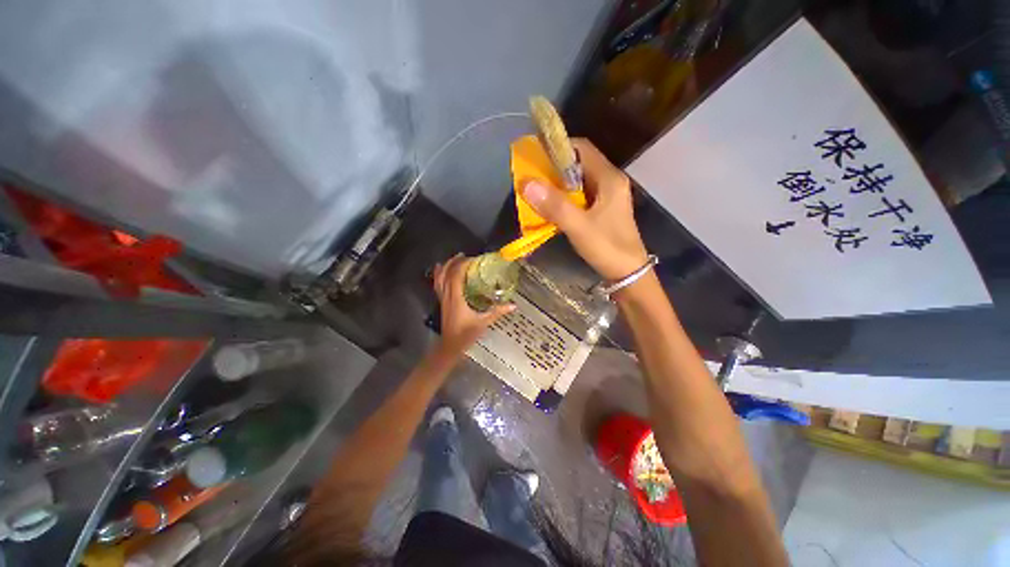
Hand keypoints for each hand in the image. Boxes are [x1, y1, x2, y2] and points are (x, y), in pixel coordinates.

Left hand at [433, 254, 513, 352]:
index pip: (456, 275)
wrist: (450, 346)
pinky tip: (440, 270)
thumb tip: (514, 305)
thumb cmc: (466, 334)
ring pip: (439, 278)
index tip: (474, 259)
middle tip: (464, 255)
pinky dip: (439, 275)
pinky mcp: (442, 302)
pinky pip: (438, 285)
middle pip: (446, 273)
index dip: (463, 264)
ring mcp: (443, 299)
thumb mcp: (484, 322)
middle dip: (454, 262)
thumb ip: (497, 312)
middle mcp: (447, 295)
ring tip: (454, 258)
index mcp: (456, 298)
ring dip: (445, 266)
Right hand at [522, 138, 647, 280]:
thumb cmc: (607, 248)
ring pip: (579, 181)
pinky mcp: (603, 210)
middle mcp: (610, 182)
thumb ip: (555, 205)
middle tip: (532, 177)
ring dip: (558, 185)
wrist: (629, 274)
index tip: (535, 156)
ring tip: (537, 191)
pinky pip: (580, 196)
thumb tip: (526, 182)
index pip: (583, 149)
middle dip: (554, 169)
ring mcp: (607, 197)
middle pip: (579, 164)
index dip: (559, 148)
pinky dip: (565, 198)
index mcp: (609, 178)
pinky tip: (552, 207)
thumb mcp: (579, 227)